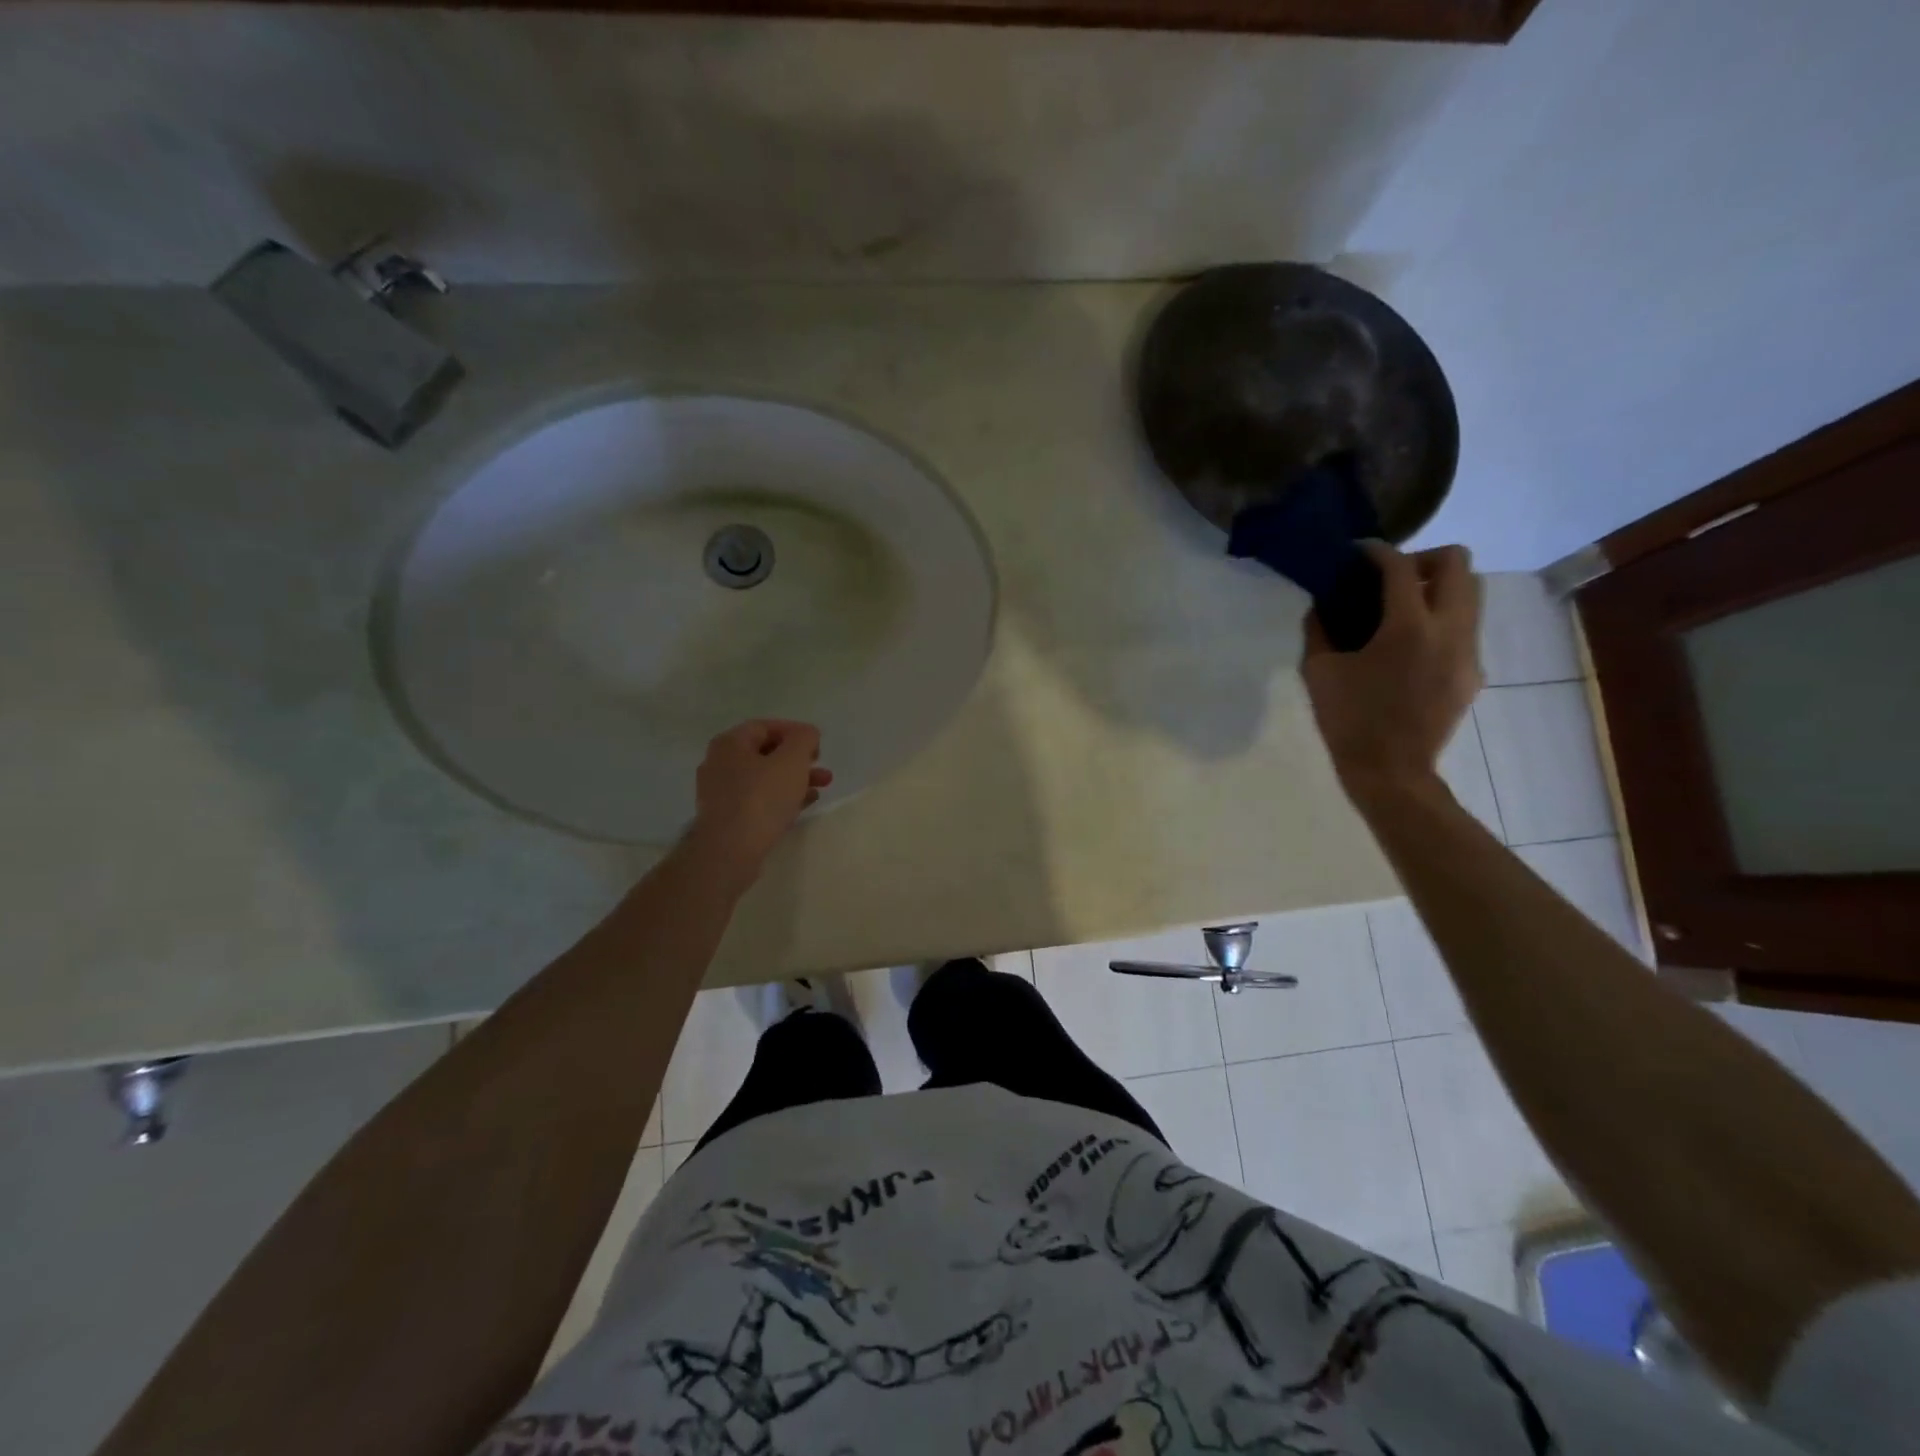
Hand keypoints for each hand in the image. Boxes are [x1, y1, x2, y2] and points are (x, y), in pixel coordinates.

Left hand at [685, 720, 832, 887]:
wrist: (730, 851)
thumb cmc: (761, 798)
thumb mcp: (791, 761)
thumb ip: (803, 739)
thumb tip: (807, 734)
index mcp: (729, 744)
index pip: (765, 726)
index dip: (795, 732)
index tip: (818, 745)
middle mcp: (719, 764)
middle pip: (765, 753)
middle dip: (798, 759)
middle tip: (821, 767)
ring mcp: (720, 793)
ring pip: (764, 778)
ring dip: (794, 779)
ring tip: (821, 787)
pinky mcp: (727, 818)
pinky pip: (758, 800)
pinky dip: (781, 798)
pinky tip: (804, 804)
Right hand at [1302, 542, 1483, 802]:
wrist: (1391, 771)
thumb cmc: (1348, 720)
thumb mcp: (1318, 671)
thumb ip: (1320, 630)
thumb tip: (1323, 606)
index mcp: (1407, 627)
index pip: (1400, 567)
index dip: (1377, 551)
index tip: (1358, 552)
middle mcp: (1449, 630)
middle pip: (1457, 564)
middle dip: (1422, 560)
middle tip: (1390, 580)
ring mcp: (1468, 651)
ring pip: (1471, 593)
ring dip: (1438, 588)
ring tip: (1403, 609)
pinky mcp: (1473, 672)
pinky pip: (1466, 628)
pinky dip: (1441, 620)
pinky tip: (1411, 646)